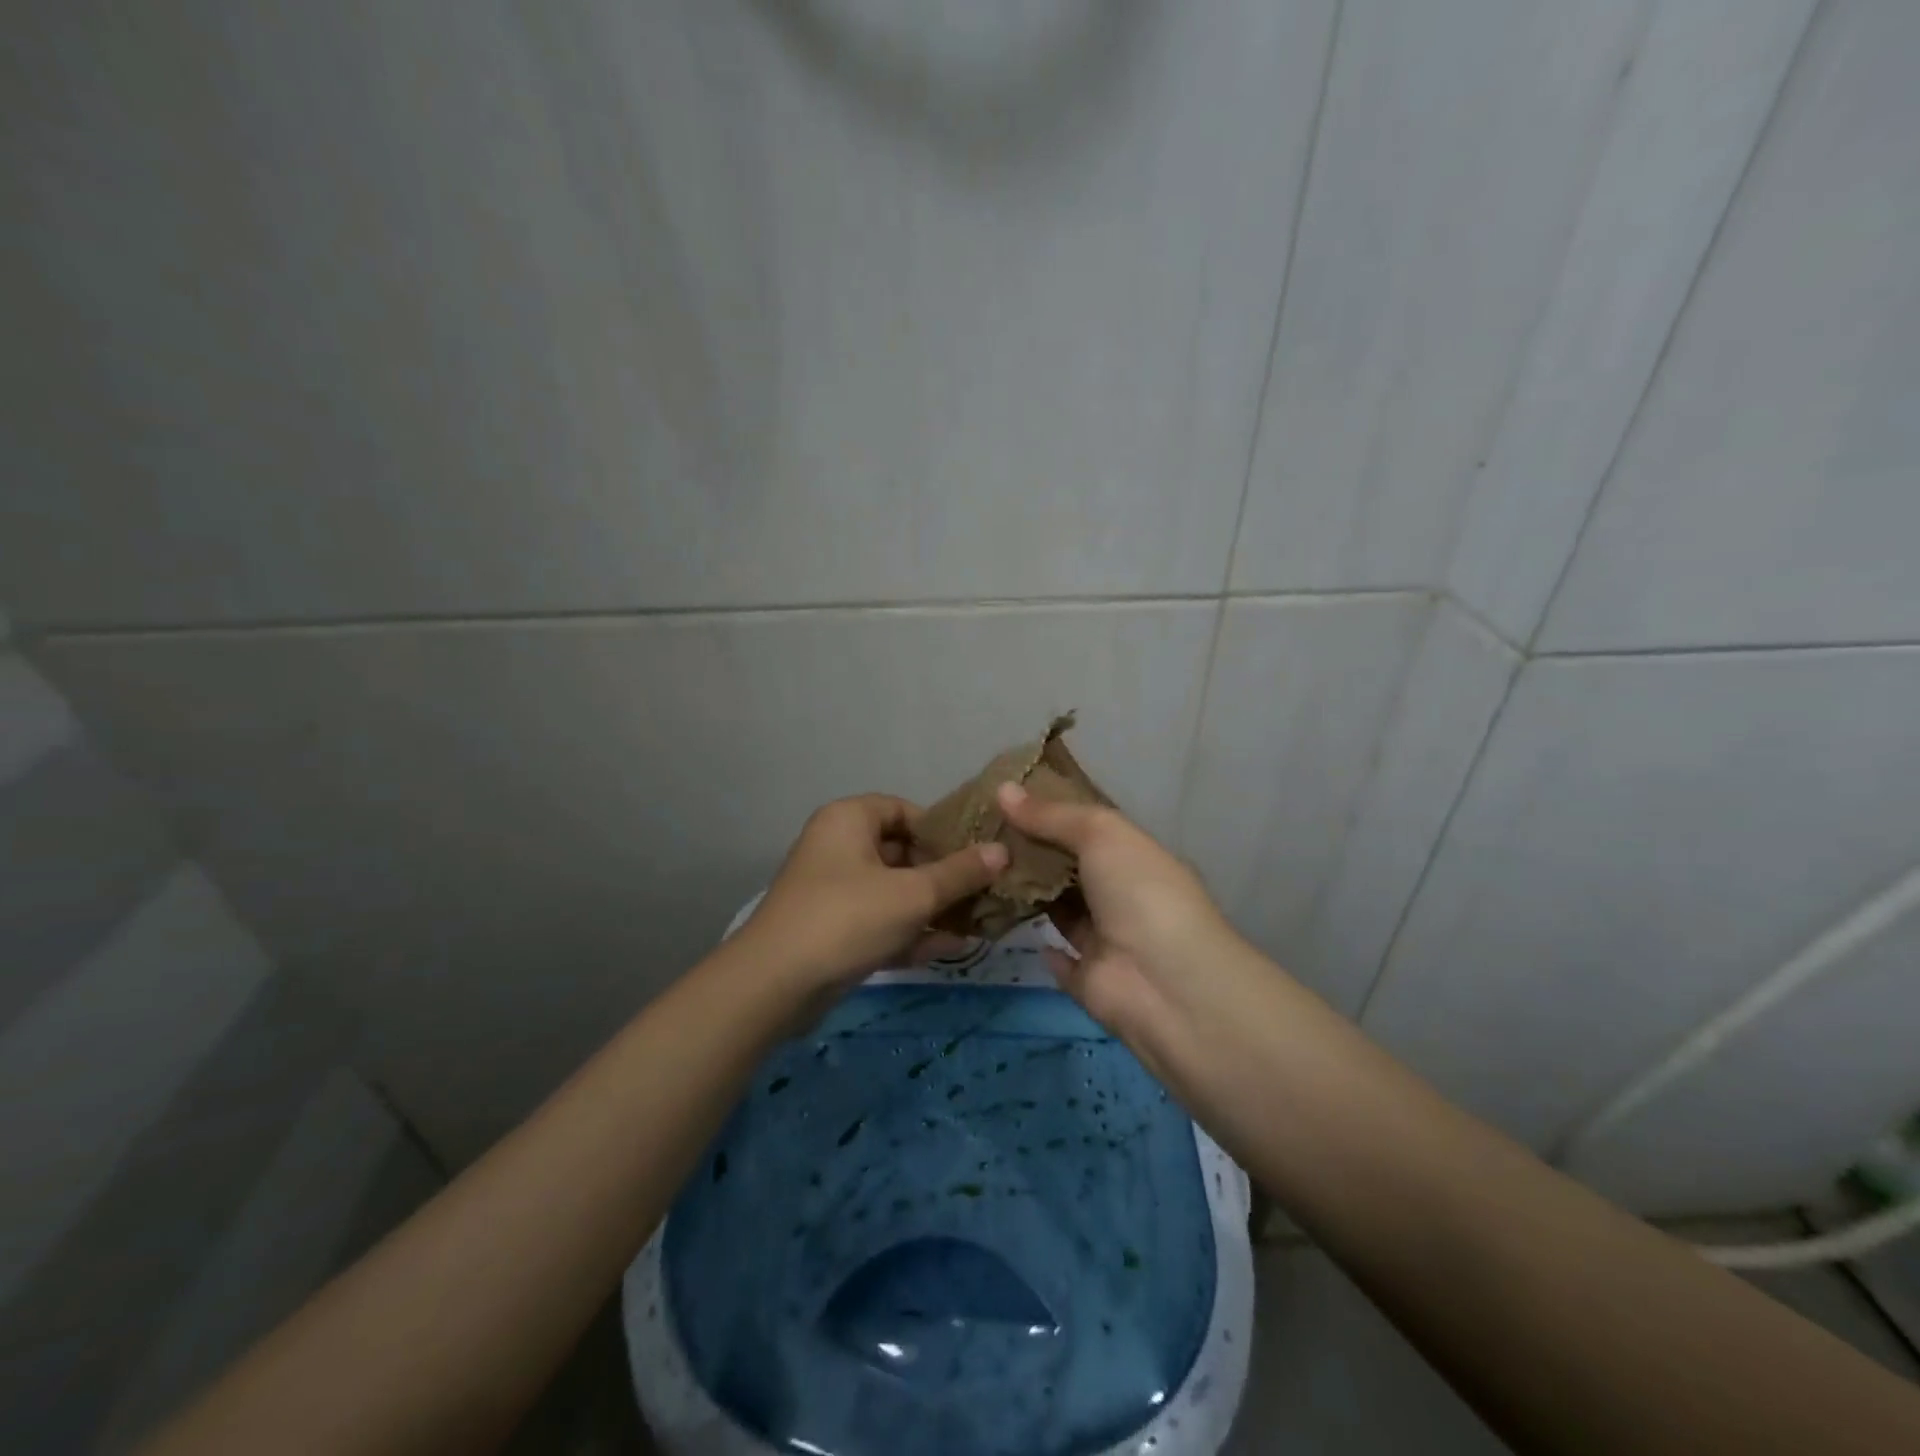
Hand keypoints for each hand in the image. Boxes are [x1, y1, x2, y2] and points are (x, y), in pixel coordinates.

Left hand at [737, 794, 1008, 992]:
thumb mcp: (913, 894)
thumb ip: (960, 873)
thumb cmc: (848, 918)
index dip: (941, 831)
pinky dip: (910, 931)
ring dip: (932, 907)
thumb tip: (1002, 851)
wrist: (774, 985)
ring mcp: (834, 891)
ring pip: (894, 891)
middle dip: (944, 875)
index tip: (975, 855)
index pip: (904, 810)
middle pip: (902, 852)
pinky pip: (880, 921)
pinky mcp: (833, 930)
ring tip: (978, 921)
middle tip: (984, 891)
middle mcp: (838, 847)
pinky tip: (950, 947)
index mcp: (850, 819)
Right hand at [995, 781, 1243, 1050]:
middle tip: (979, 834)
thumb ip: (1052, 815)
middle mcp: (1122, 896)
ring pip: (1061, 911)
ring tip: (980, 872)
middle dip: (1033, 853)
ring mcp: (1107, 941)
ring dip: (1030, 896)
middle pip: (1071, 869)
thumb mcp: (1101, 834)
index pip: (1090, 830)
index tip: (1006, 801)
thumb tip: (1002, 789)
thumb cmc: (1140, 892)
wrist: (1166, 983)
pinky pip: (1061, 961)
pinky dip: (1042, 947)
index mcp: (1134, 857)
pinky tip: (1008, 926)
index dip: (1052, 814)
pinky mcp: (1090, 980)